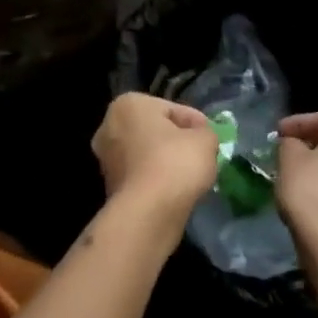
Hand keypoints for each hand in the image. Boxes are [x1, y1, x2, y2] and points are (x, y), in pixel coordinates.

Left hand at [91, 93, 218, 223]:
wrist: (147, 213)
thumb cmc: (175, 163)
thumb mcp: (205, 140)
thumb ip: (205, 132)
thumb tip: (200, 137)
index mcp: (128, 104)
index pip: (172, 109)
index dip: (196, 123)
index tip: (211, 138)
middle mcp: (109, 125)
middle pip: (155, 130)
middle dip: (177, 141)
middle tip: (202, 155)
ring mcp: (106, 157)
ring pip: (146, 153)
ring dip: (166, 161)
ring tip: (191, 175)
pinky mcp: (109, 185)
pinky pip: (141, 175)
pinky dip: (156, 179)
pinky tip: (175, 190)